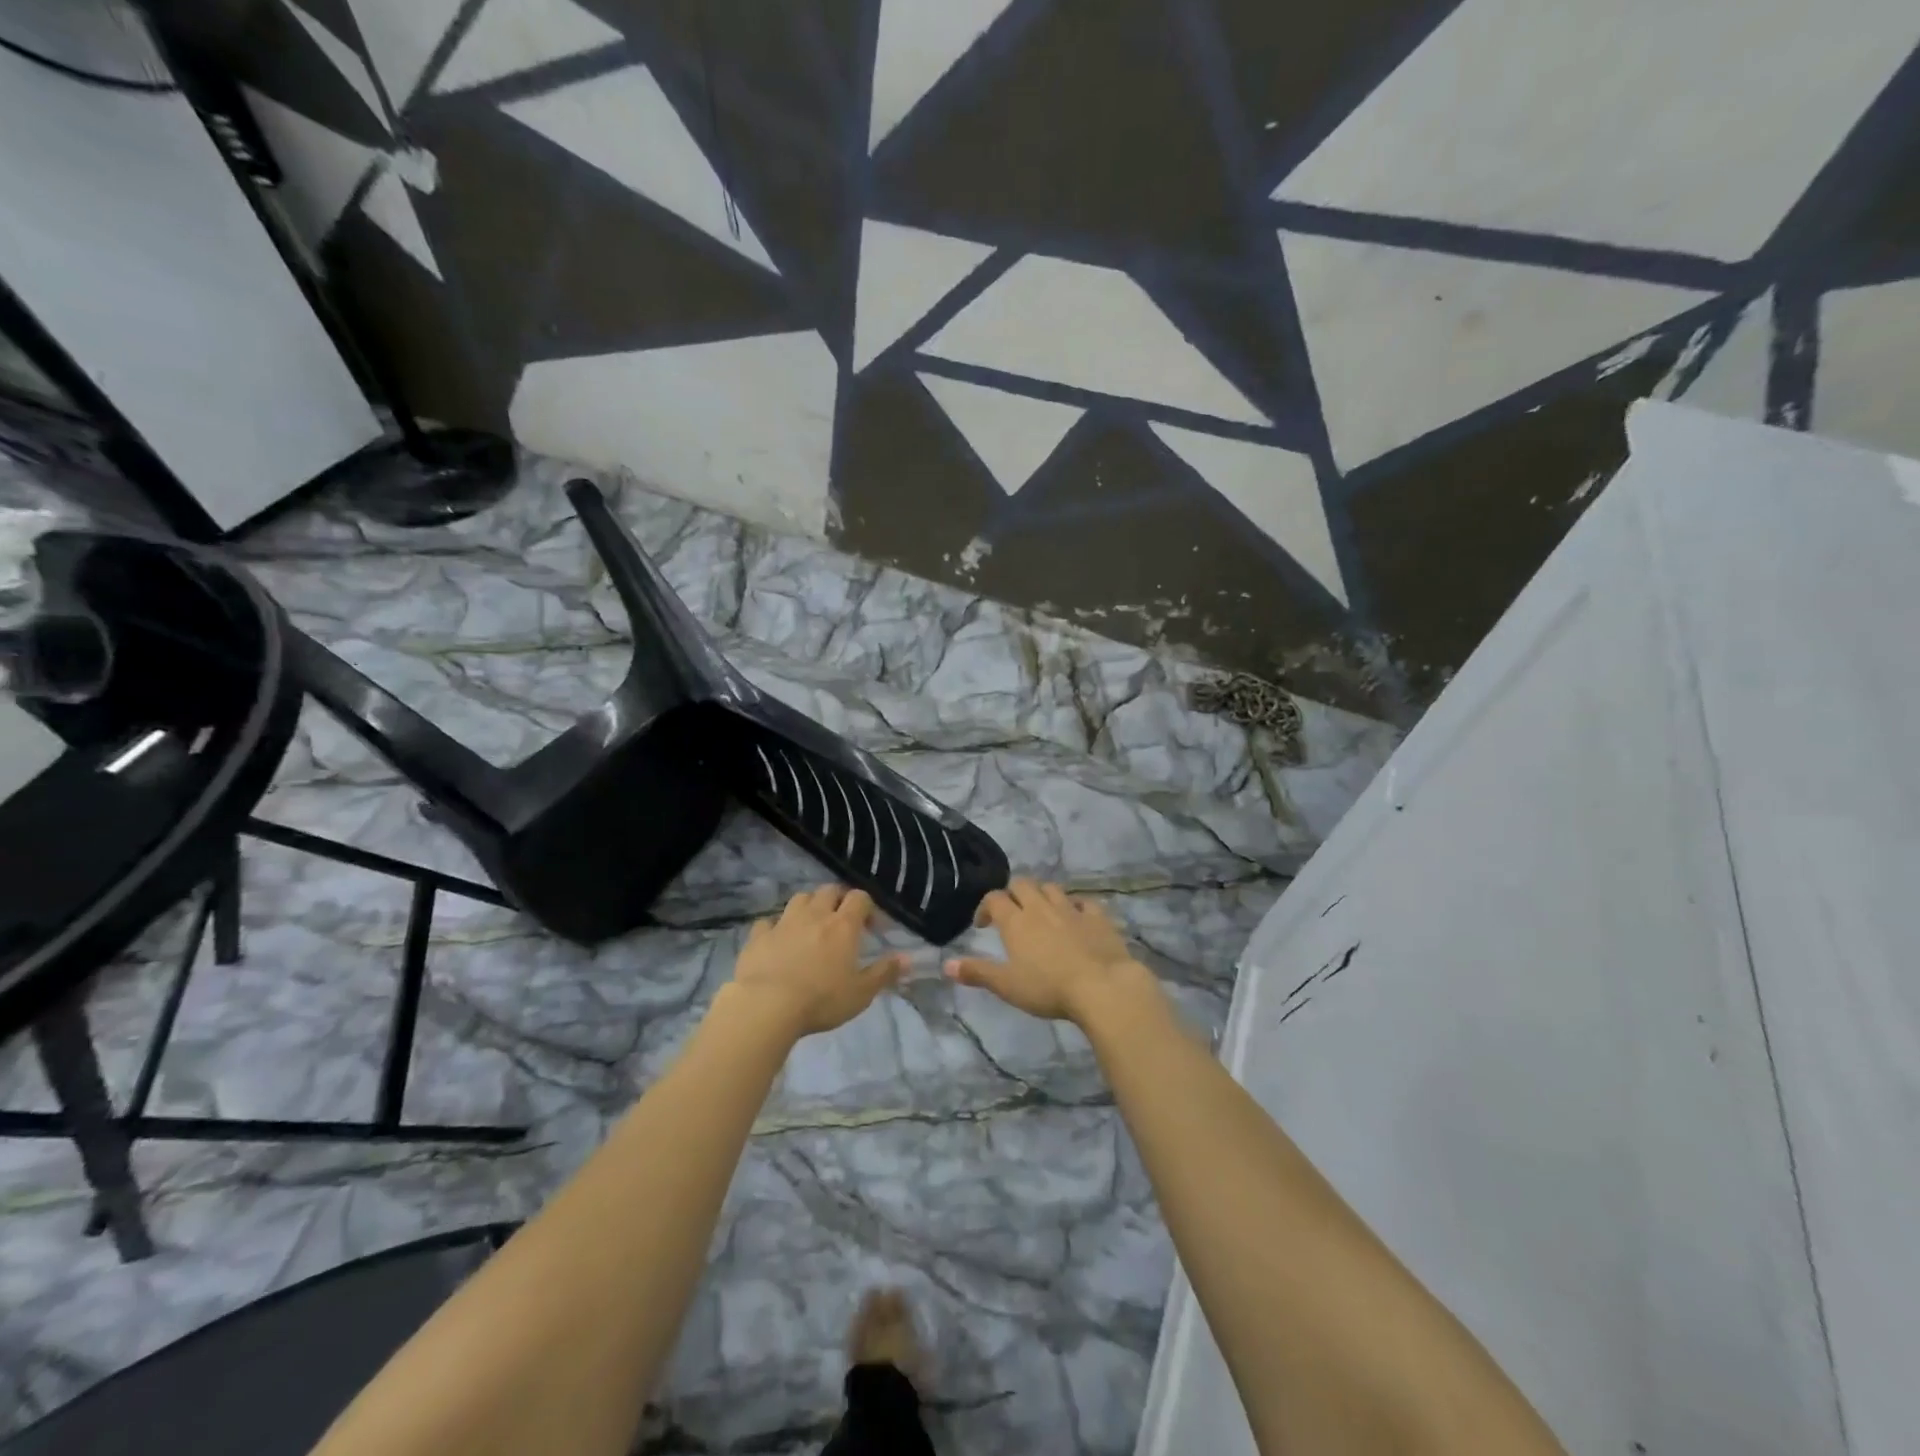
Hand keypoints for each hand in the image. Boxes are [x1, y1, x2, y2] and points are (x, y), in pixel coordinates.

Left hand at [726, 885, 905, 1038]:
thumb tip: (908, 958)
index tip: (872, 927)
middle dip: (838, 899)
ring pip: (800, 898)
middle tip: (842, 921)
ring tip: (811, 925)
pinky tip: (777, 939)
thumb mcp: (861, 993)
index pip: (859, 898)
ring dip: (809, 906)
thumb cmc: (822, 1000)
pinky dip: (775, 926)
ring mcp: (784, 922)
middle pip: (829, 890)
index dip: (868, 907)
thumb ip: (885, 973)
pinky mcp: (758, 936)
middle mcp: (815, 915)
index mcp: (843, 925)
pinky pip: (768, 921)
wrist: (767, 1005)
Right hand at [945, 879, 1161, 1025]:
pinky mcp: (1097, 917)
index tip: (983, 925)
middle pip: (1022, 885)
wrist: (1102, 986)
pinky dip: (1075, 904)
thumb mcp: (1007, 986)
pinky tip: (1075, 916)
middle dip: (1013, 894)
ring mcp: (1071, 909)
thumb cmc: (1048, 988)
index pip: (994, 899)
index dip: (985, 907)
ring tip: (1041, 912)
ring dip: (1042, 895)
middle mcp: (1041, 907)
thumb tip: (946, 965)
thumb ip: (977, 972)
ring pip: (1051, 888)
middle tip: (1012, 914)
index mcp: (1016, 921)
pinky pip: (1083, 901)